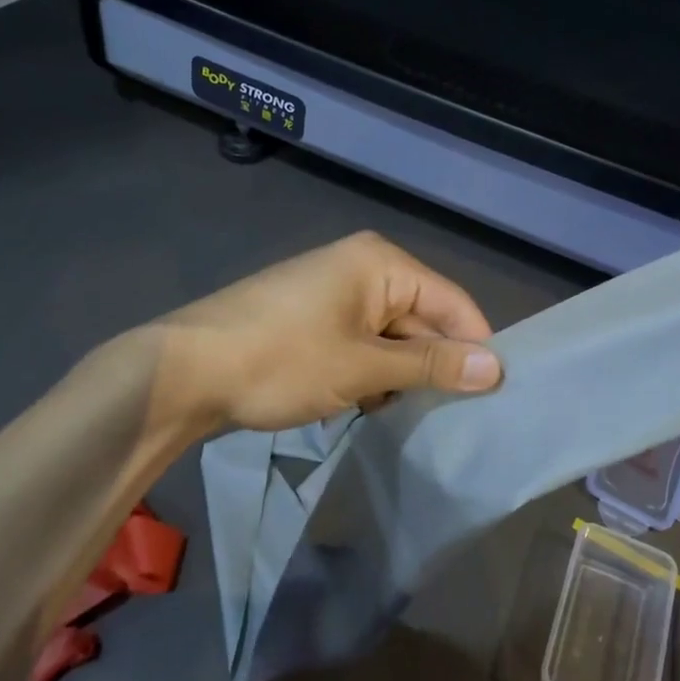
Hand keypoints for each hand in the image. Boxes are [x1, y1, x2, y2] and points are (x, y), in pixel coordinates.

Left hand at [149, 231, 501, 436]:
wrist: (184, 371)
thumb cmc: (282, 359)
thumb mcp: (363, 366)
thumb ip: (431, 365)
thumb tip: (496, 368)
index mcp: (381, 263)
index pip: (451, 301)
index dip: (474, 346)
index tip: (493, 396)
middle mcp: (363, 266)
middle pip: (421, 316)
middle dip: (433, 364)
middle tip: (453, 418)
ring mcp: (334, 292)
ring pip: (391, 335)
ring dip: (400, 374)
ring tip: (407, 416)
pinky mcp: (312, 318)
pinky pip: (361, 342)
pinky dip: (369, 373)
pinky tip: (366, 406)